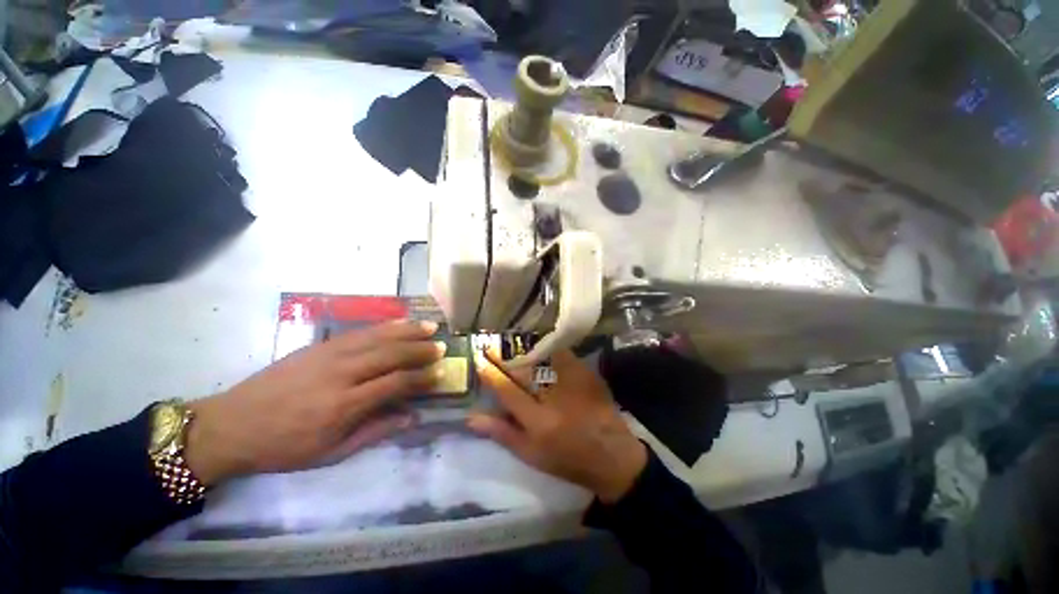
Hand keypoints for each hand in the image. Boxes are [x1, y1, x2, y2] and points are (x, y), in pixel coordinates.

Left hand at [184, 320, 445, 484]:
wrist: (231, 425)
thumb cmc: (283, 448)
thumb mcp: (330, 454)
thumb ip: (375, 432)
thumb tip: (412, 417)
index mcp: (343, 405)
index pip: (395, 383)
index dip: (421, 378)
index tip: (440, 374)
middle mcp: (340, 374)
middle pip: (390, 354)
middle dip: (420, 349)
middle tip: (442, 347)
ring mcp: (328, 354)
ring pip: (378, 337)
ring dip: (407, 331)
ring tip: (430, 327)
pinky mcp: (319, 345)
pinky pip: (359, 331)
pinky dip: (384, 326)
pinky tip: (400, 322)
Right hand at [469, 350, 647, 502]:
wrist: (612, 454)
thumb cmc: (567, 459)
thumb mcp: (531, 454)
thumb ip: (501, 433)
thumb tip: (471, 417)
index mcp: (539, 421)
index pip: (507, 390)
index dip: (490, 373)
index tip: (479, 359)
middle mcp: (555, 397)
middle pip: (524, 368)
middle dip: (504, 354)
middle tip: (491, 343)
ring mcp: (574, 381)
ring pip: (543, 355)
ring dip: (523, 346)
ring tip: (510, 340)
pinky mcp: (587, 373)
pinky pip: (562, 354)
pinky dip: (547, 348)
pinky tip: (538, 345)